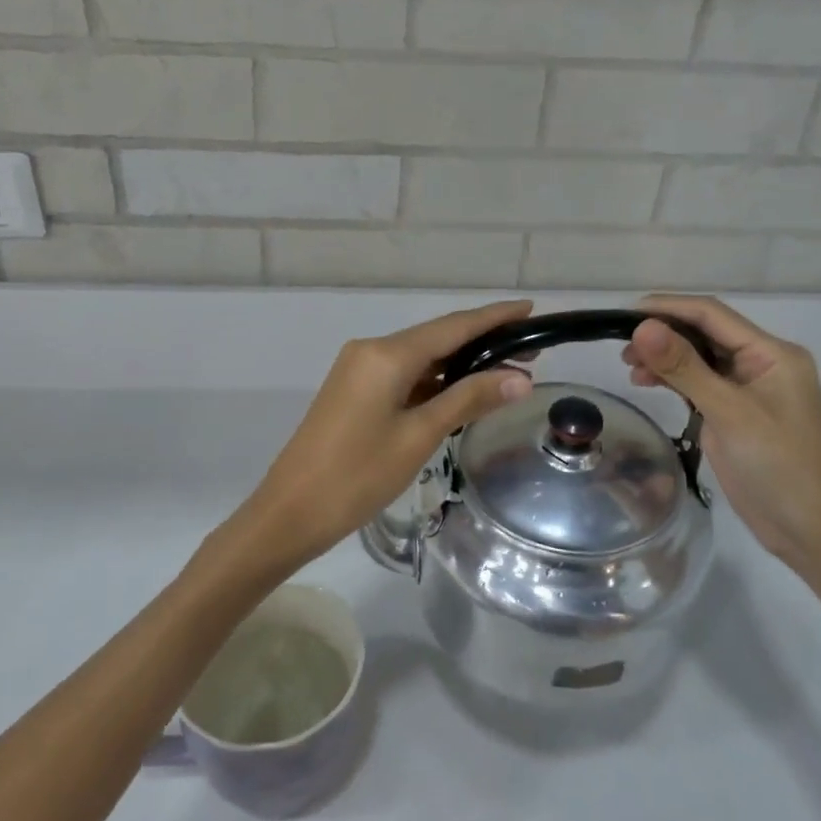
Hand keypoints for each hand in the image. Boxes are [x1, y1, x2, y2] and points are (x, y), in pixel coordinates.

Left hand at [225, 300, 535, 571]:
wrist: (290, 511)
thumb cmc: (358, 475)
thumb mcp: (419, 436)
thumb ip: (468, 400)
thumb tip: (520, 378)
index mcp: (387, 354)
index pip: (453, 326)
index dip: (494, 317)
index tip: (530, 309)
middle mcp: (371, 350)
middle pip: (437, 337)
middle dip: (483, 341)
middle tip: (531, 351)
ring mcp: (359, 369)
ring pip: (421, 357)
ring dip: (460, 363)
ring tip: (507, 372)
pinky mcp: (354, 390)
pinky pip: (403, 374)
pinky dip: (435, 380)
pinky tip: (462, 391)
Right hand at [622, 294, 820, 571]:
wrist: (816, 533)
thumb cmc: (782, 468)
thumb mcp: (730, 414)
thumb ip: (685, 368)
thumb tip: (641, 327)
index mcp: (771, 354)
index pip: (711, 315)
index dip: (667, 308)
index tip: (622, 314)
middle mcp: (760, 363)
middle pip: (703, 333)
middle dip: (662, 334)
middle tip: (620, 346)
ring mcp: (748, 391)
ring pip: (698, 359)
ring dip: (664, 358)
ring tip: (629, 367)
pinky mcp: (735, 415)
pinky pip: (699, 384)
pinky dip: (672, 380)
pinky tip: (647, 383)